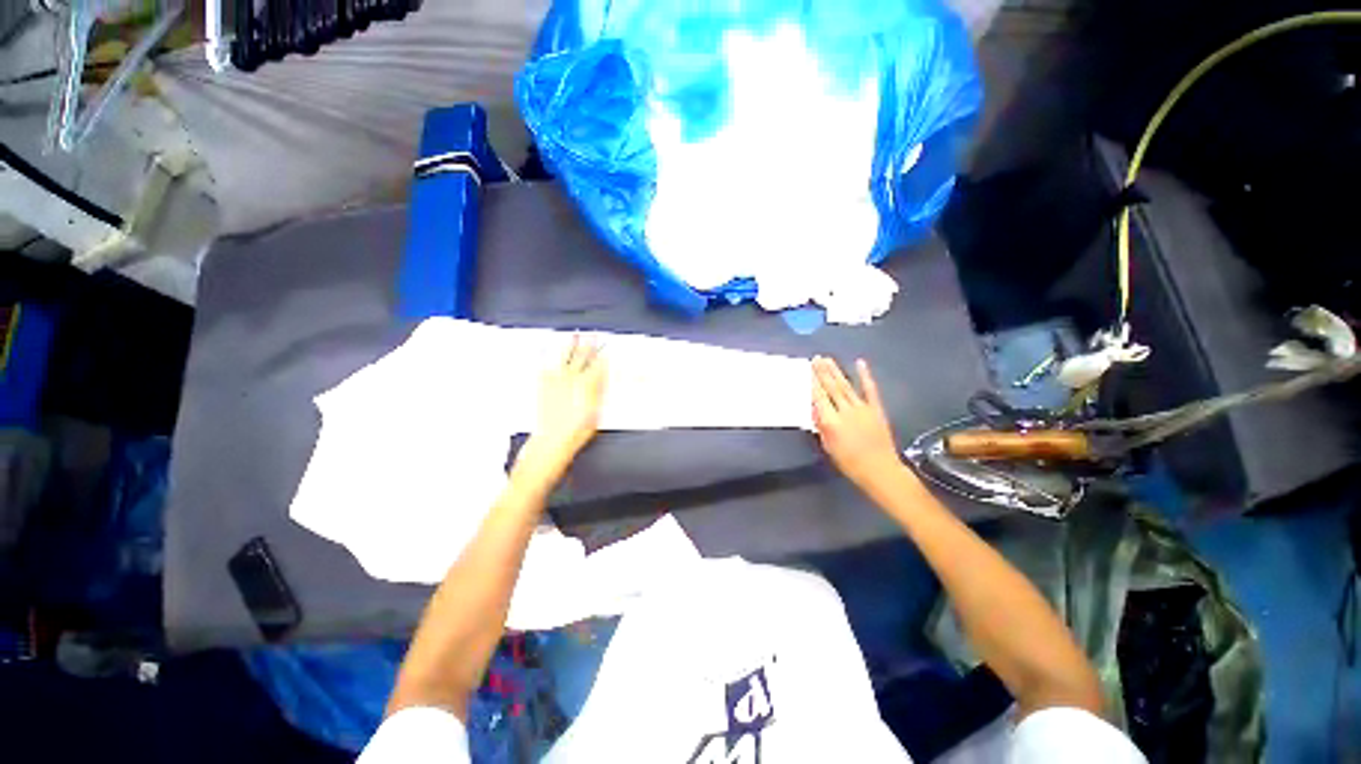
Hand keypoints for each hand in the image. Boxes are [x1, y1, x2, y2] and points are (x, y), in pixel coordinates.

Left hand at [517, 334, 607, 481]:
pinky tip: (548, 350)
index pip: (598, 364)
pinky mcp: (543, 385)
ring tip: (573, 335)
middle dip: (589, 344)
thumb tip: (602, 376)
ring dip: (570, 345)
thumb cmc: (577, 430)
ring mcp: (555, 380)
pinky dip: (548, 357)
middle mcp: (571, 378)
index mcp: (587, 384)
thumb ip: (599, 391)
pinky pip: (546, 366)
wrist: (551, 439)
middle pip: (582, 356)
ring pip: (564, 357)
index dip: (603, 354)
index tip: (607, 346)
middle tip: (593, 334)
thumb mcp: (596, 411)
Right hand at [812, 357, 905, 494]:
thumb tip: (815, 409)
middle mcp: (845, 411)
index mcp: (831, 422)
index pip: (819, 397)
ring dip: (836, 371)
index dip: (812, 382)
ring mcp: (862, 408)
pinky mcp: (876, 409)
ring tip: (828, 359)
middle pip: (831, 387)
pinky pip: (870, 389)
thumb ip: (821, 426)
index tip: (807, 369)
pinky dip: (865, 376)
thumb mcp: (828, 446)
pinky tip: (860, 363)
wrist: (880, 470)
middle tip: (816, 358)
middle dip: (822, 372)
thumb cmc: (849, 462)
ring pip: (846, 386)